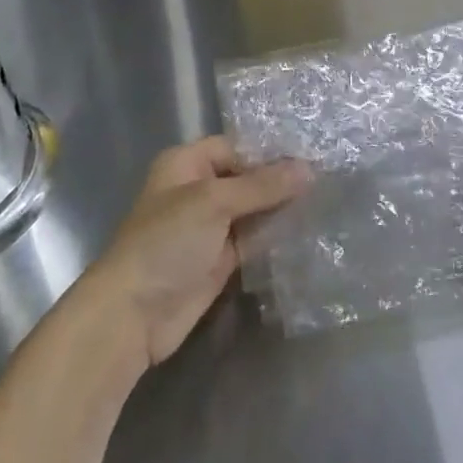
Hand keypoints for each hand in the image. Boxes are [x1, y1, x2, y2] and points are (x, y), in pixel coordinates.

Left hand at [85, 138, 310, 369]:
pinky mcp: (220, 260)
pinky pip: (254, 240)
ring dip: (282, 209)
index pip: (236, 147)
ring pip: (253, 210)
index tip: (313, 156)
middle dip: (281, 181)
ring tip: (327, 201)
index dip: (270, 152)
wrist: (134, 315)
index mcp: (187, 164)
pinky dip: (275, 236)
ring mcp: (209, 227)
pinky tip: (308, 230)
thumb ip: (262, 185)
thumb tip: (310, 169)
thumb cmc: (167, 243)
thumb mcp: (213, 202)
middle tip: (328, 179)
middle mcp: (198, 190)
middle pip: (247, 178)